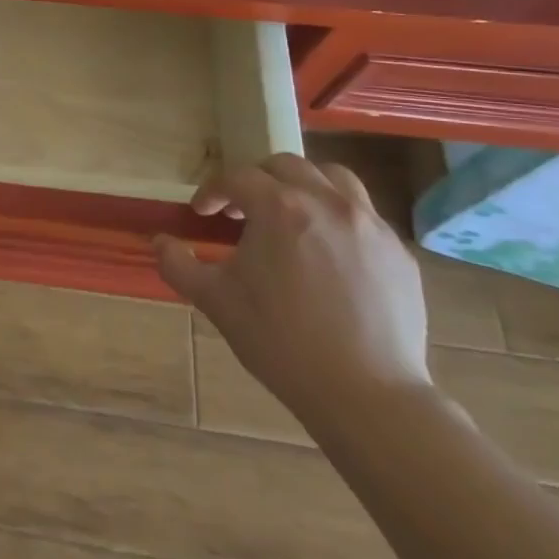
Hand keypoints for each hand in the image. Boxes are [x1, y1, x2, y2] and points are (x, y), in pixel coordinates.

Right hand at [155, 154, 430, 434]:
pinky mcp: (399, 253)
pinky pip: (365, 216)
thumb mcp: (214, 300)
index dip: (213, 191)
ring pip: (334, 179)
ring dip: (303, 187)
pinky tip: (327, 254)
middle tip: (242, 212)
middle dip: (257, 180)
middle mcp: (328, 203)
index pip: (237, 178)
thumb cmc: (279, 341)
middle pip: (286, 166)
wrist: (365, 392)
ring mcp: (371, 226)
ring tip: (290, 217)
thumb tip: (159, 241)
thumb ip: (178, 263)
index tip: (202, 213)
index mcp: (280, 208)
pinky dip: (337, 218)